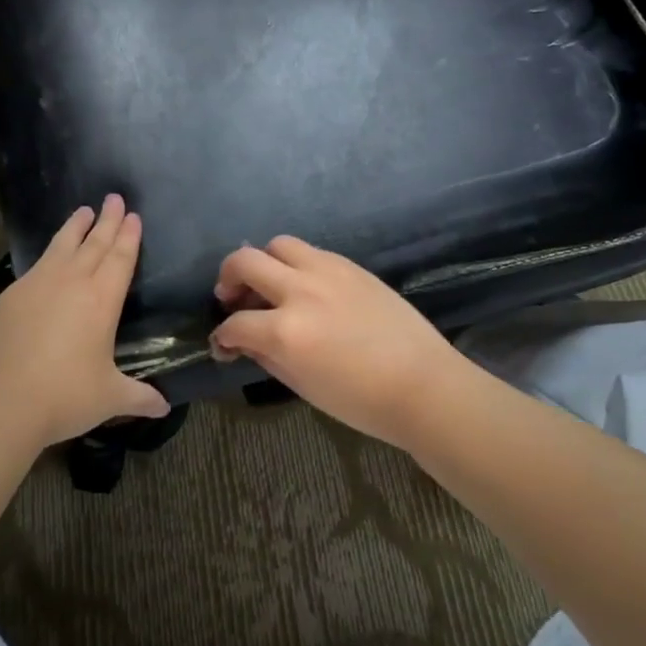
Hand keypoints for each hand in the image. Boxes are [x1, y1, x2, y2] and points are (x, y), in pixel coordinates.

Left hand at [0, 194, 169, 447]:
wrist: (2, 401)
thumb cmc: (65, 396)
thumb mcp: (109, 398)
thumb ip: (138, 397)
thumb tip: (164, 407)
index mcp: (102, 300)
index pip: (120, 258)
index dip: (128, 236)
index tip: (133, 215)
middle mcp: (71, 283)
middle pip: (94, 243)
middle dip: (107, 220)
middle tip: (114, 198)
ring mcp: (37, 285)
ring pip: (61, 246)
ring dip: (75, 227)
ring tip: (83, 210)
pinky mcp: (10, 296)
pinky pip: (36, 266)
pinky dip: (48, 253)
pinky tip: (49, 257)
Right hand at [211, 236, 468, 448]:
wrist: (423, 385)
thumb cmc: (361, 400)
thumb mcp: (302, 386)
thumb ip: (267, 355)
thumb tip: (245, 340)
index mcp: (285, 331)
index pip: (235, 324)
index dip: (222, 337)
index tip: (224, 345)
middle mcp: (300, 290)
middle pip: (244, 261)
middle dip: (228, 278)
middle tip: (230, 298)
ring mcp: (327, 272)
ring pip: (278, 244)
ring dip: (264, 262)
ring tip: (269, 284)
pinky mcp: (350, 266)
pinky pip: (311, 252)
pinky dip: (296, 265)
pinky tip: (304, 288)